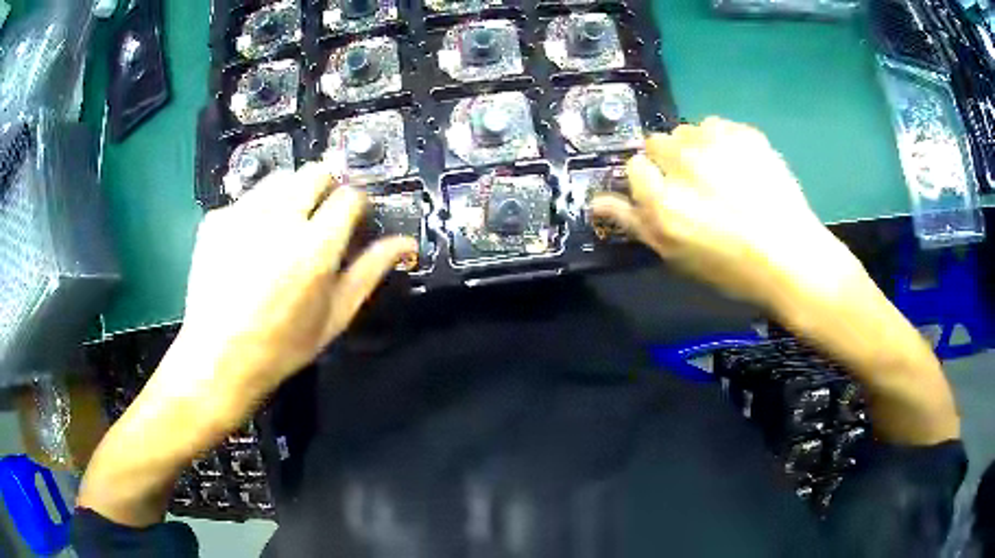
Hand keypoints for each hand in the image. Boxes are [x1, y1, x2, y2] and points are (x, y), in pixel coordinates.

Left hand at [178, 163, 416, 405]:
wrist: (218, 358)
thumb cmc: (282, 346)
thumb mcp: (334, 316)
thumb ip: (369, 272)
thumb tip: (405, 243)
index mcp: (314, 248)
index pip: (349, 196)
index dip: (357, 203)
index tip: (353, 217)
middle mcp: (278, 220)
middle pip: (314, 172)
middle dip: (326, 185)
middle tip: (321, 214)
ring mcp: (242, 215)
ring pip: (279, 178)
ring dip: (291, 192)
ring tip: (285, 224)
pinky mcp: (216, 219)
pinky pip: (247, 199)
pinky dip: (256, 211)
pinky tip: (250, 241)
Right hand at [592, 117, 863, 312]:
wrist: (790, 257)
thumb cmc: (730, 267)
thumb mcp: (675, 255)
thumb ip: (634, 222)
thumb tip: (596, 200)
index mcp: (661, 198)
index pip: (634, 166)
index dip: (648, 180)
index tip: (665, 194)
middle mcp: (682, 162)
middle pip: (658, 142)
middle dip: (669, 160)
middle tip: (695, 185)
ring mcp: (716, 143)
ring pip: (688, 130)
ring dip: (696, 146)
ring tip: (721, 174)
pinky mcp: (744, 133)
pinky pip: (718, 125)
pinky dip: (723, 140)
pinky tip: (741, 165)